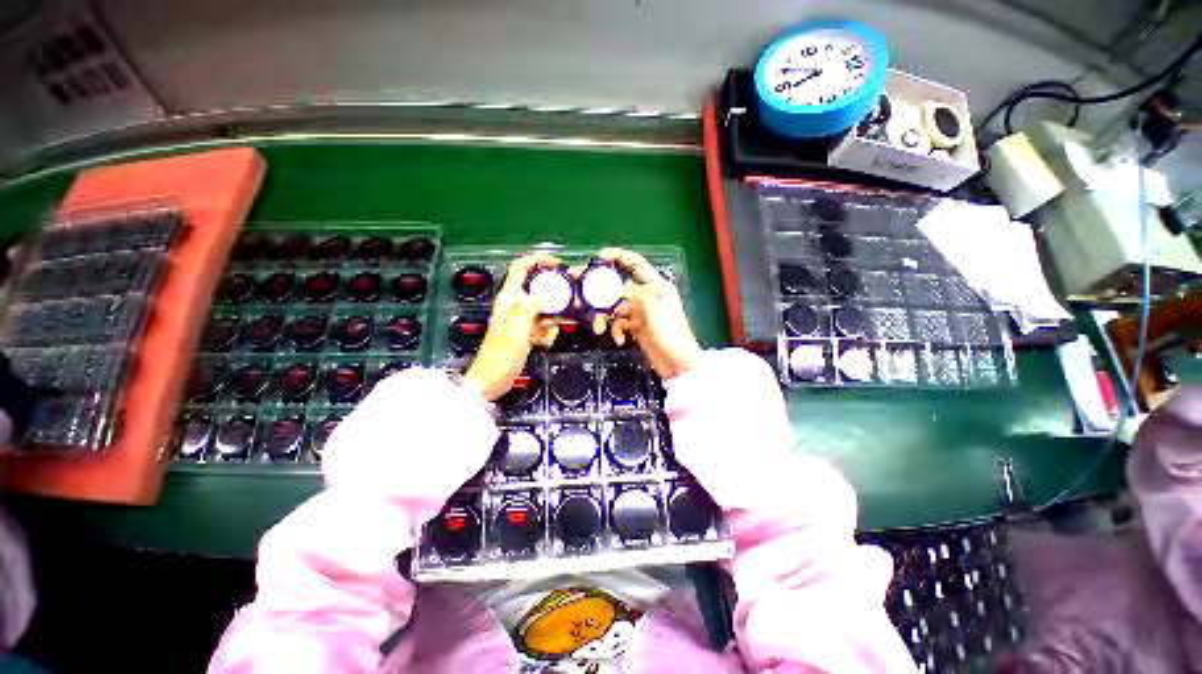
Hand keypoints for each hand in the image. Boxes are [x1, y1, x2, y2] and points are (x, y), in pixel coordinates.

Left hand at [463, 253, 561, 400]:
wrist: (491, 381)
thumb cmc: (500, 357)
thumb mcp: (517, 330)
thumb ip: (531, 308)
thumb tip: (546, 293)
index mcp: (508, 300)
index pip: (521, 268)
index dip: (538, 261)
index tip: (558, 264)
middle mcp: (514, 306)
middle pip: (538, 289)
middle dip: (555, 295)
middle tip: (571, 302)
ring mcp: (520, 320)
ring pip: (543, 309)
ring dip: (553, 318)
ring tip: (555, 329)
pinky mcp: (525, 333)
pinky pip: (543, 325)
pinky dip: (547, 332)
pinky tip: (544, 343)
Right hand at [591, 248, 702, 379]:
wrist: (677, 365)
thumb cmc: (671, 335)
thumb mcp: (652, 311)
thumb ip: (634, 294)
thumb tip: (616, 284)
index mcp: (656, 285)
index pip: (636, 263)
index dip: (618, 256)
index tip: (598, 257)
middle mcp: (646, 294)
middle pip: (618, 285)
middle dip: (600, 290)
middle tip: (579, 292)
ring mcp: (640, 311)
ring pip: (615, 306)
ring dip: (605, 317)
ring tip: (599, 329)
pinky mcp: (636, 325)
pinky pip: (619, 322)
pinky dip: (616, 329)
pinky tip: (618, 339)